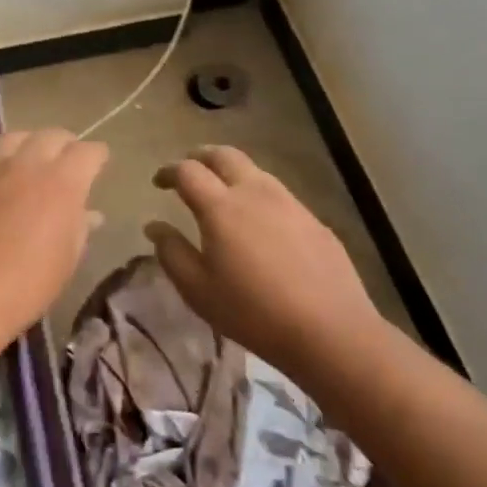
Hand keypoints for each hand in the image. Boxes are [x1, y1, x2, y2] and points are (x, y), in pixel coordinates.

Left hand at [0, 129, 108, 353]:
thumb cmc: (24, 288)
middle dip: (64, 146)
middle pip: (51, 135)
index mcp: (62, 182)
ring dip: (26, 146)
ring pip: (13, 138)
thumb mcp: (66, 262)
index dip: (96, 157)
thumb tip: (89, 213)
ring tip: (27, 162)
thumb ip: (79, 228)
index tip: (98, 166)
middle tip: (65, 163)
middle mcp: (26, 163)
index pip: (88, 152)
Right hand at [144, 146, 383, 375]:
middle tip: (188, 169)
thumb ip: (172, 252)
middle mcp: (254, 192)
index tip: (159, 182)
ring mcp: (289, 202)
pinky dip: (258, 193)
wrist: (331, 331)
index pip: (188, 171)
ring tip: (222, 191)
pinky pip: (278, 193)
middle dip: (201, 156)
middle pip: (224, 155)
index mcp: (221, 206)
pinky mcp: (314, 219)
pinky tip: (259, 220)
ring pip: (254, 170)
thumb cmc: (253, 312)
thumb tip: (155, 226)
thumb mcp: (198, 290)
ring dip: (231, 171)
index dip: (169, 171)